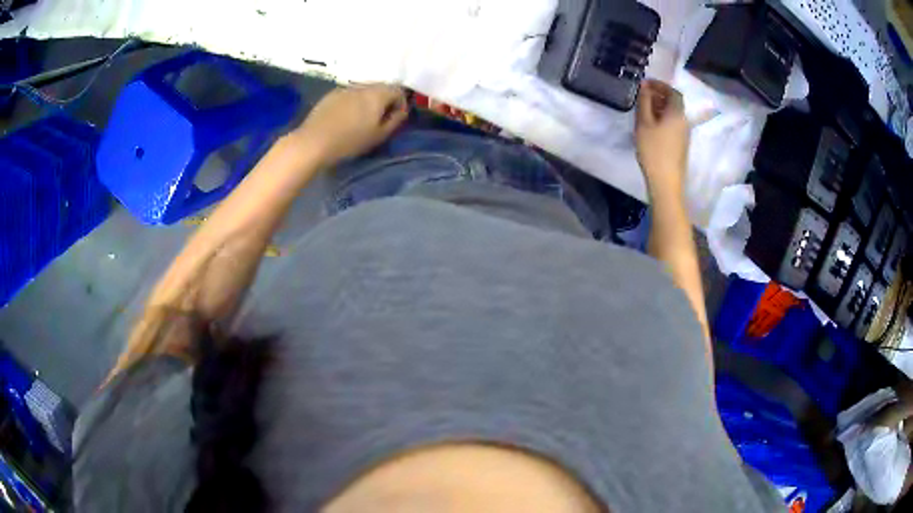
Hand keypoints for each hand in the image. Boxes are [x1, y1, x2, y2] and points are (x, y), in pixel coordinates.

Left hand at [293, 84, 408, 166]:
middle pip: (381, 87)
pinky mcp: (330, 94)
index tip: (396, 119)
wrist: (313, 142)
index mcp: (378, 93)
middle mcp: (363, 85)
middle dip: (384, 100)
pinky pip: (349, 94)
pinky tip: (345, 118)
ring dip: (368, 101)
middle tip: (380, 119)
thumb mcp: (379, 135)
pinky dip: (353, 102)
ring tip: (362, 119)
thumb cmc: (350, 141)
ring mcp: (345, 88)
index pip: (398, 90)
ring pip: (364, 90)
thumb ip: (395, 120)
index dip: (401, 103)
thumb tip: (402, 111)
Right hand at [635, 80, 689, 196]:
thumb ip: (644, 102)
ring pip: (673, 114)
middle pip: (674, 103)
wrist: (666, 182)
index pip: (673, 92)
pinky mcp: (681, 145)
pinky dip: (662, 119)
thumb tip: (645, 86)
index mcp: (677, 113)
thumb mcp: (644, 123)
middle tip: (643, 96)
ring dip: (660, 108)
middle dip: (660, 96)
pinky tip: (651, 126)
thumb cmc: (654, 150)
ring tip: (644, 110)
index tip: (646, 84)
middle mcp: (684, 121)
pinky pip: (673, 125)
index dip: (661, 85)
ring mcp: (684, 135)